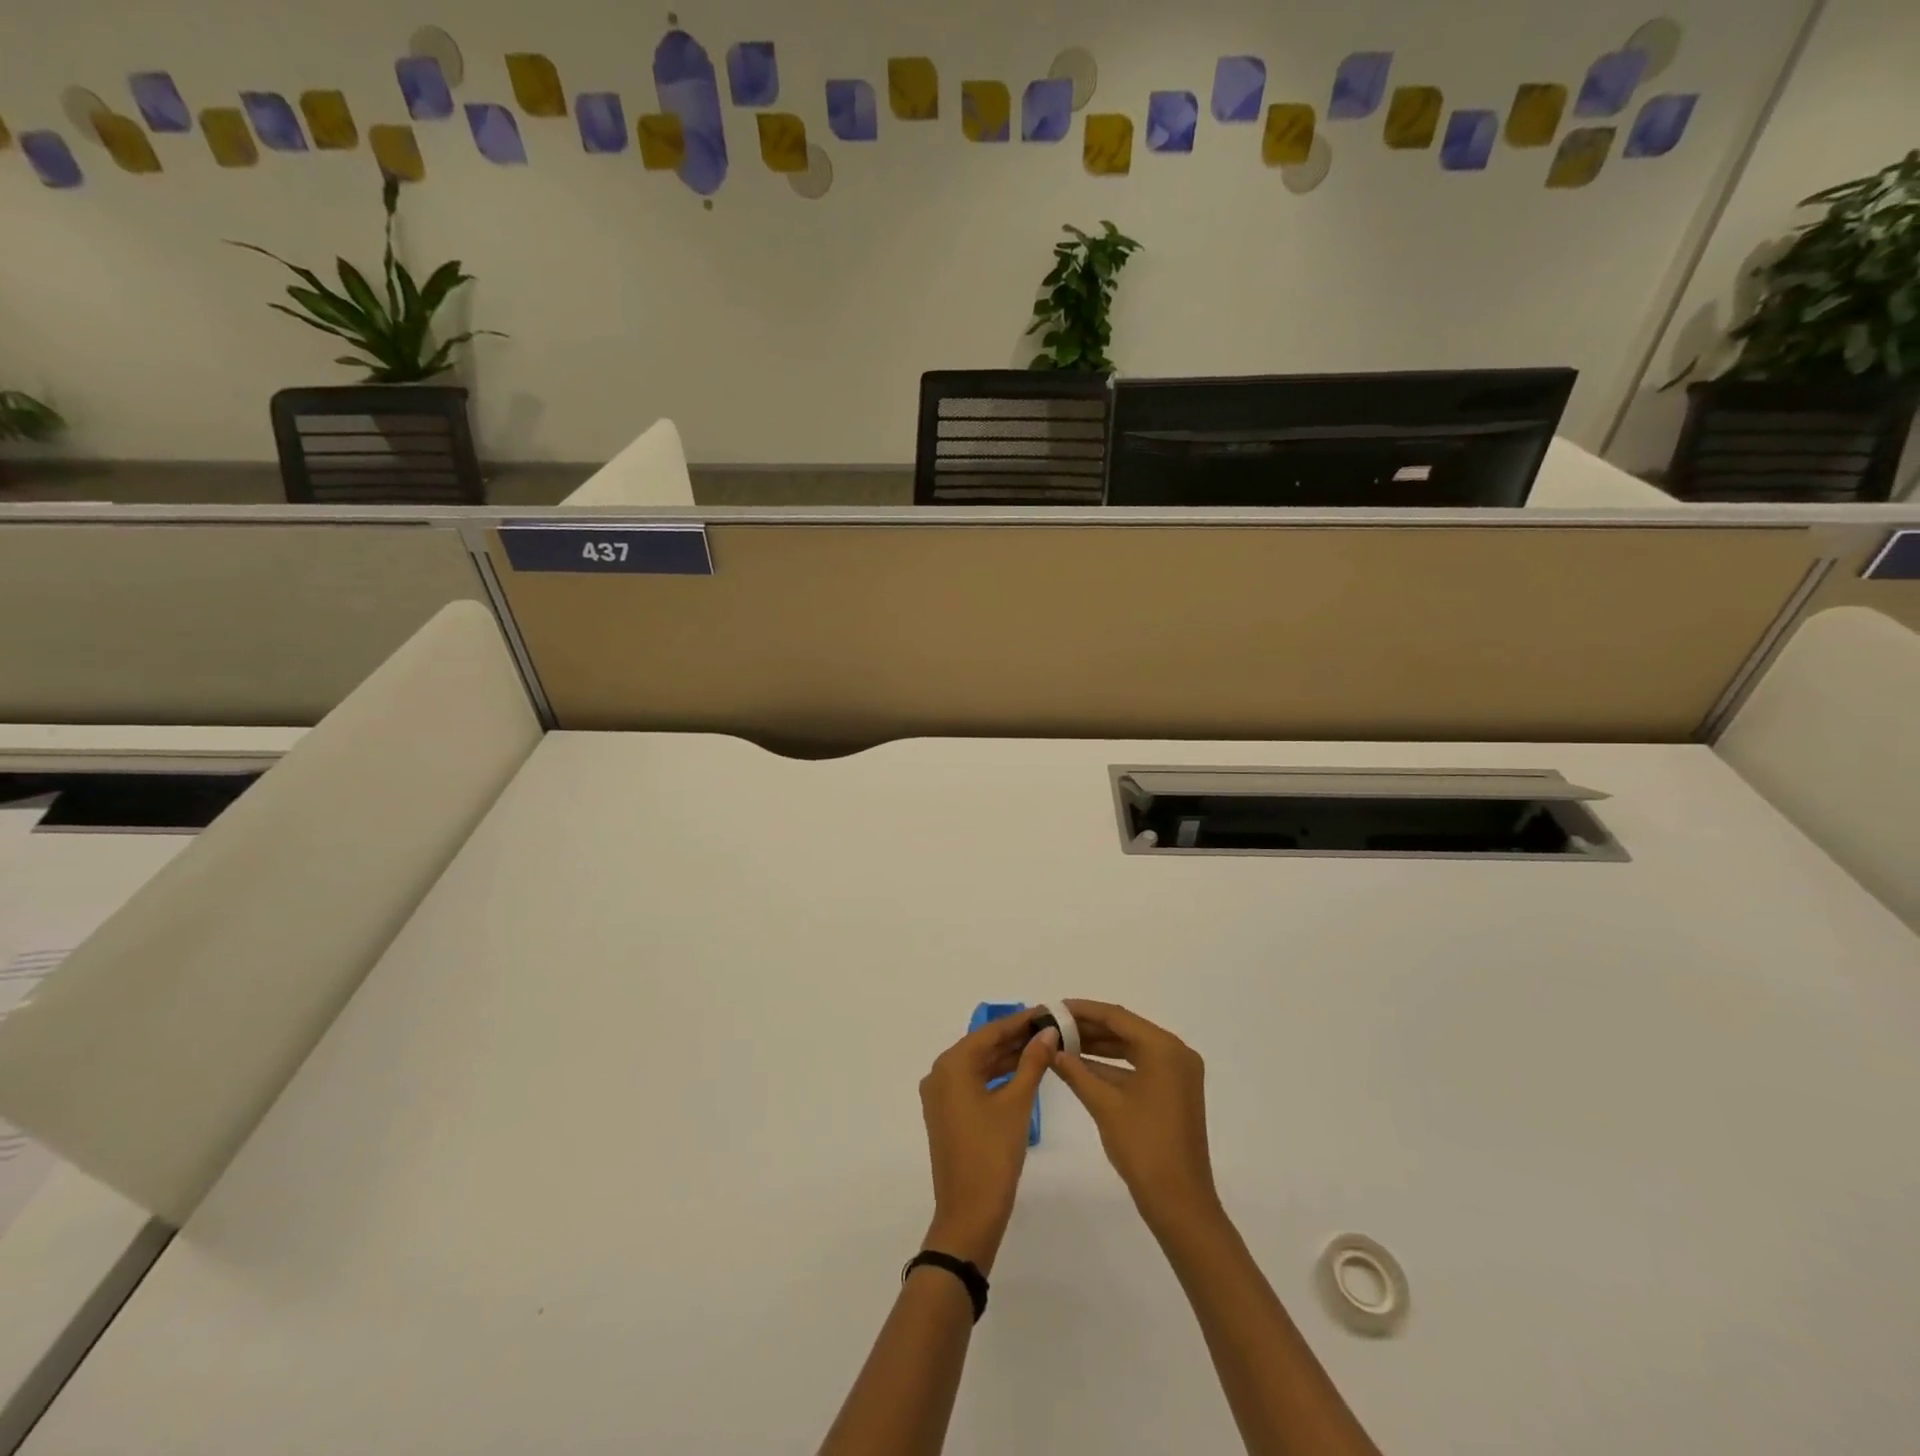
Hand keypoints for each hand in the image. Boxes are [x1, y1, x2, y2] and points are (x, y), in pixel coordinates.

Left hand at [918, 1011, 1057, 1272]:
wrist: (969, 1214)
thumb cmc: (993, 1154)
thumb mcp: (1017, 1103)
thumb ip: (1033, 1062)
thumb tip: (1049, 1032)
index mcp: (951, 1065)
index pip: (990, 1032)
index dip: (1020, 1021)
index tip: (1046, 1010)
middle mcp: (939, 1073)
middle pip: (982, 1046)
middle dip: (1015, 1038)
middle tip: (1049, 1028)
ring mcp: (940, 1096)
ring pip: (978, 1066)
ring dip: (1007, 1057)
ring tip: (1042, 1047)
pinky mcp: (946, 1114)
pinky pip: (973, 1084)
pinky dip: (996, 1077)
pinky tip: (1021, 1072)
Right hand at [1049, 1000, 1220, 1236]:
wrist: (1179, 1203)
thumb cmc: (1143, 1147)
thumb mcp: (1104, 1104)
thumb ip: (1075, 1071)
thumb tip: (1050, 1049)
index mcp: (1164, 1048)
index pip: (1117, 1017)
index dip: (1083, 1010)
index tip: (1054, 1007)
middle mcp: (1175, 1053)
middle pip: (1125, 1030)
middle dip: (1089, 1029)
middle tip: (1054, 1026)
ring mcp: (1177, 1074)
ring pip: (1131, 1049)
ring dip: (1098, 1048)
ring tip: (1062, 1044)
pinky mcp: (1173, 1093)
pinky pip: (1139, 1068)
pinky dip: (1112, 1067)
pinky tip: (1081, 1068)